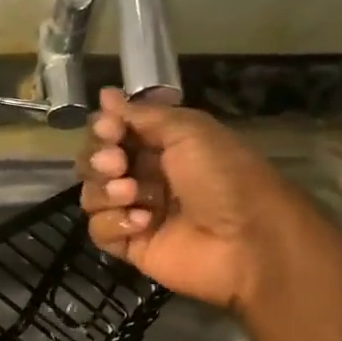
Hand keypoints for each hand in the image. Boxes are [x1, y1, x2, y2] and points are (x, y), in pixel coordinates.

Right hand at [78, 86, 291, 307]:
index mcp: (162, 146)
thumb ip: (142, 115)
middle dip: (99, 159)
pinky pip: (99, 230)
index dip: (104, 129)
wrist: (249, 240)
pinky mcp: (132, 245)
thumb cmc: (224, 176)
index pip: (113, 133)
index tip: (110, 129)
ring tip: (132, 193)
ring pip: (92, 195)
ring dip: (105, 190)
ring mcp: (137, 212)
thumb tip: (105, 95)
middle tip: (116, 163)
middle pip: (95, 163)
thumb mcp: (189, 131)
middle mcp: (146, 176)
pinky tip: (142, 223)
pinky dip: (113, 223)